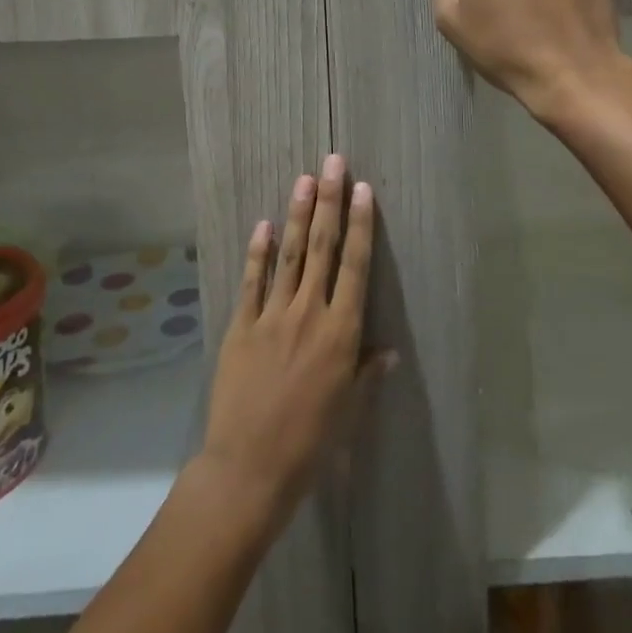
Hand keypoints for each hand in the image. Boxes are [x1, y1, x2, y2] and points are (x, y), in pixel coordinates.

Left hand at [200, 156, 388, 532]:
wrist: (249, 470)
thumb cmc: (310, 444)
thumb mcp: (350, 411)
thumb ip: (368, 374)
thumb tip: (390, 351)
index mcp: (341, 332)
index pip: (355, 266)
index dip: (360, 224)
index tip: (364, 189)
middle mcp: (309, 313)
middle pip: (323, 247)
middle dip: (330, 201)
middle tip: (333, 162)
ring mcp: (272, 316)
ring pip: (290, 254)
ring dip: (299, 214)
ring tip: (305, 179)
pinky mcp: (241, 327)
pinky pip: (252, 281)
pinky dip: (259, 252)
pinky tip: (264, 224)